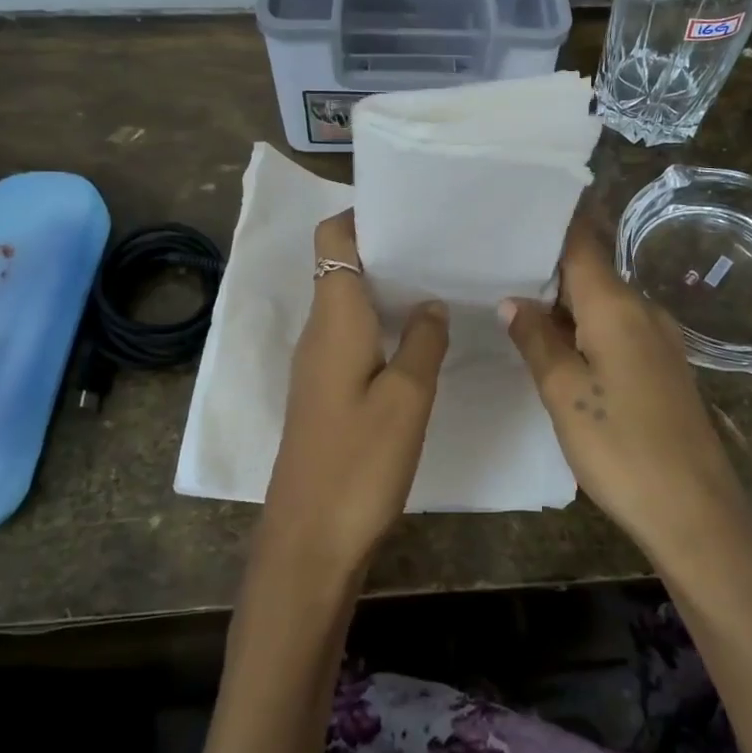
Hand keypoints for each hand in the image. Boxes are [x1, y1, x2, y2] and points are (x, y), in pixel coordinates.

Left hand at [260, 210, 449, 577]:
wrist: (308, 541)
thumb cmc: (359, 463)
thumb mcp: (407, 399)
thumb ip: (423, 341)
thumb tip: (430, 302)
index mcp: (334, 320)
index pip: (333, 239)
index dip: (364, 215)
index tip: (412, 211)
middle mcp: (319, 332)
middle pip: (343, 266)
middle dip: (388, 249)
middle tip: (443, 244)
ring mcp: (319, 364)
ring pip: (351, 303)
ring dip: (389, 289)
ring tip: (441, 282)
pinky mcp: (326, 392)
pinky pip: (353, 337)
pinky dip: (384, 325)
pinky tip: (420, 339)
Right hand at [501, 216, 749, 562]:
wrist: (695, 510)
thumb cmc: (621, 445)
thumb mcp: (564, 393)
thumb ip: (536, 339)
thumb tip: (512, 300)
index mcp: (617, 306)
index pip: (582, 243)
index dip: (554, 221)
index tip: (519, 205)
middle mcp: (643, 310)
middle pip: (591, 270)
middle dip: (548, 263)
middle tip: (498, 257)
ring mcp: (658, 339)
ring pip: (603, 301)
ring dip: (564, 298)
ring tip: (514, 295)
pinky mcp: (662, 367)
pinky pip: (616, 327)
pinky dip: (583, 325)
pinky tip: (556, 340)